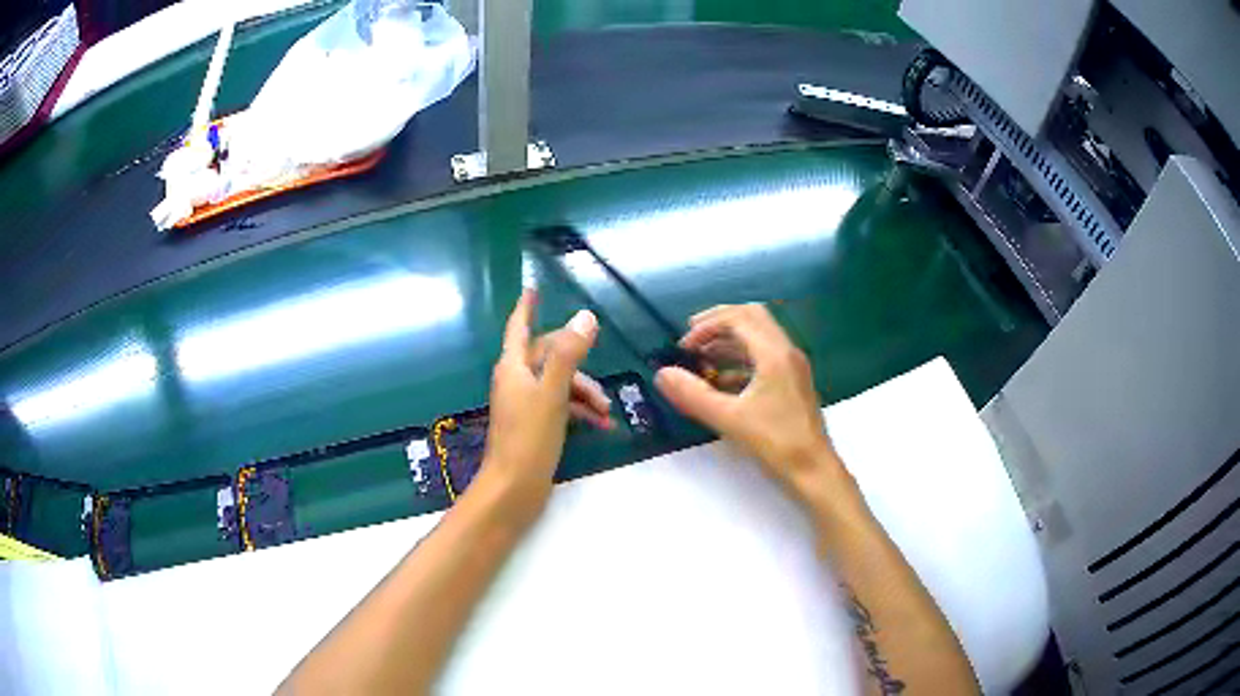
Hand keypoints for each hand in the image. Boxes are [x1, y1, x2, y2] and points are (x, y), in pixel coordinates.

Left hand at [478, 290, 607, 520]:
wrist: (514, 488)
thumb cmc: (529, 438)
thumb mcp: (552, 393)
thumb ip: (568, 355)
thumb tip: (585, 317)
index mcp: (513, 367)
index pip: (519, 328)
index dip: (525, 308)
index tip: (532, 289)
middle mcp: (516, 381)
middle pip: (549, 357)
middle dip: (578, 366)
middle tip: (601, 385)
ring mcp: (524, 404)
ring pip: (559, 383)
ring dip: (584, 392)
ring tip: (606, 412)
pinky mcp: (534, 425)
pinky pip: (561, 406)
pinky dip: (580, 411)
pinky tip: (601, 425)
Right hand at [655, 304, 847, 505]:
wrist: (813, 470)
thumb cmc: (775, 443)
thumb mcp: (729, 419)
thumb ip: (693, 395)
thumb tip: (663, 374)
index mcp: (774, 353)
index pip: (738, 317)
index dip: (707, 326)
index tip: (684, 347)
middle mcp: (786, 352)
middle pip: (751, 318)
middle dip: (718, 323)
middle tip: (692, 338)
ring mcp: (792, 367)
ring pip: (758, 337)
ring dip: (728, 341)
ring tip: (701, 359)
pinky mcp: (792, 382)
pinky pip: (764, 357)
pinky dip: (740, 360)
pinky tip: (721, 381)